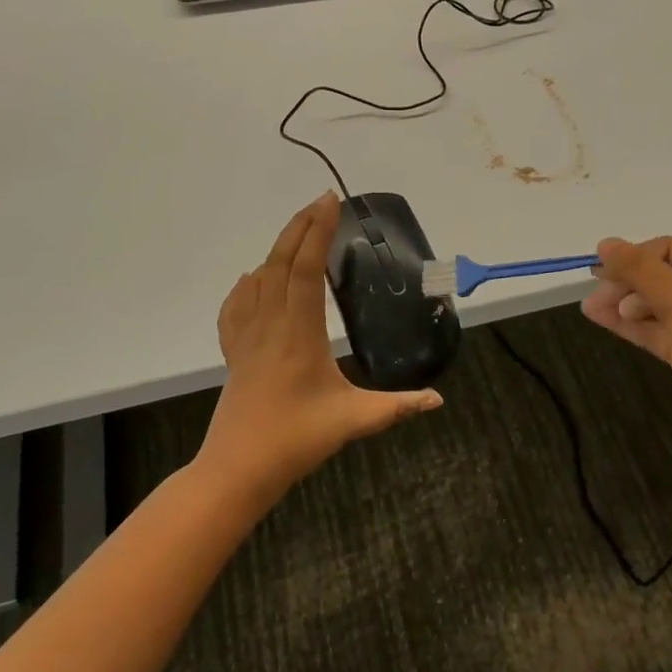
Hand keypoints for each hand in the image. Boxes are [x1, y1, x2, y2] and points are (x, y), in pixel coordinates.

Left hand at [202, 193, 441, 501]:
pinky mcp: (234, 352)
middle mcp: (270, 324)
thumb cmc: (295, 440)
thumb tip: (438, 400)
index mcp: (299, 333)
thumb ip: (397, 407)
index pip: (306, 269)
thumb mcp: (353, 421)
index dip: (318, 232)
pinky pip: (236, 306)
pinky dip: (247, 284)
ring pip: (258, 279)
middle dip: (300, 226)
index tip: (331, 203)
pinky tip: (253, 279)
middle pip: (279, 262)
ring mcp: (246, 337)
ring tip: (298, 231)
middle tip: (321, 201)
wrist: (237, 469)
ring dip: (277, 249)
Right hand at [582, 236, 671, 457]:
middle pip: (661, 276)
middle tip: (596, 294)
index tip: (600, 270)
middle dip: (626, 282)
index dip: (634, 257)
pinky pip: (656, 330)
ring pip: (656, 305)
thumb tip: (604, 243)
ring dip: (624, 304)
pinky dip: (630, 325)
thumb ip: (640, 270)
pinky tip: (601, 320)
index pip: (669, 249)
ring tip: (590, 308)